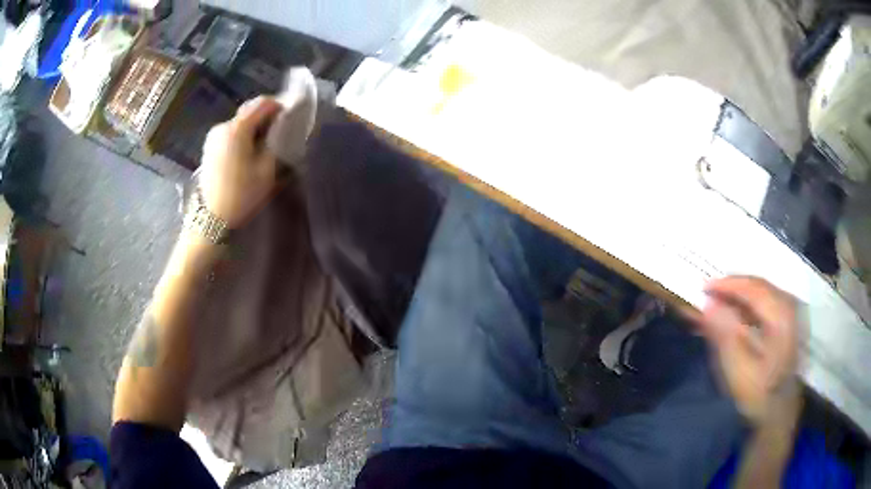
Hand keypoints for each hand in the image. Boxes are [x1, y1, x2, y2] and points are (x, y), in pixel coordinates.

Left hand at [200, 96, 281, 227]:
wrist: (212, 218)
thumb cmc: (241, 194)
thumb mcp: (266, 169)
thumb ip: (275, 142)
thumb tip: (281, 126)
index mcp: (237, 129)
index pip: (262, 103)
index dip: (279, 106)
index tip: (289, 118)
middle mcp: (223, 126)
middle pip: (249, 110)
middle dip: (266, 117)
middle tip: (279, 132)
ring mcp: (213, 136)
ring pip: (240, 122)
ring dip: (254, 127)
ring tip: (264, 144)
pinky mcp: (209, 146)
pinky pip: (231, 132)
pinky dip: (242, 135)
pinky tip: (248, 151)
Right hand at [691, 276, 801, 424]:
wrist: (779, 415)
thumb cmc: (759, 395)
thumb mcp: (739, 371)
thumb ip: (725, 336)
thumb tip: (708, 305)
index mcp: (781, 315)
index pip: (752, 287)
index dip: (726, 284)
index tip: (703, 288)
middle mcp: (789, 306)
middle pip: (757, 286)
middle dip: (731, 288)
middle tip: (708, 295)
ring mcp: (790, 313)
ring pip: (761, 293)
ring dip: (738, 297)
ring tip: (717, 304)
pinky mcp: (787, 323)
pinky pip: (765, 303)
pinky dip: (747, 306)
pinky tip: (734, 315)